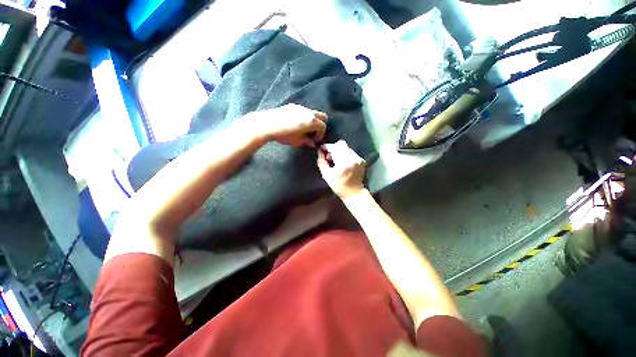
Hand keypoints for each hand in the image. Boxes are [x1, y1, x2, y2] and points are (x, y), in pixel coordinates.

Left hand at [255, 104, 327, 147]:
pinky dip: (304, 117)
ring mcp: (300, 107)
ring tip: (304, 129)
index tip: (314, 140)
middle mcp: (308, 112)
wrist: (267, 124)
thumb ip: (307, 141)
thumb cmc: (284, 135)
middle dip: (321, 125)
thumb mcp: (297, 141)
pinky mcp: (293, 106)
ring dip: (312, 121)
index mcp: (312, 121)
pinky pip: (303, 111)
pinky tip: (296, 124)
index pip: (323, 126)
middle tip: (313, 133)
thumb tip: (312, 143)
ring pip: (312, 113)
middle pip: (322, 116)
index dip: (320, 135)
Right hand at [317, 140, 365, 198]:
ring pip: (346, 147)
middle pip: (341, 144)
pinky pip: (351, 152)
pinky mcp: (361, 160)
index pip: (334, 147)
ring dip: (339, 151)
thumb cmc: (339, 186)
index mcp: (343, 163)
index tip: (322, 150)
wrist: (354, 192)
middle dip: (333, 148)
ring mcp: (358, 158)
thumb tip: (320, 152)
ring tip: (336, 161)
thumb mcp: (326, 175)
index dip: (326, 147)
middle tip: (329, 156)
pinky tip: (343, 163)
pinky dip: (345, 155)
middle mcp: (352, 158)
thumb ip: (322, 162)